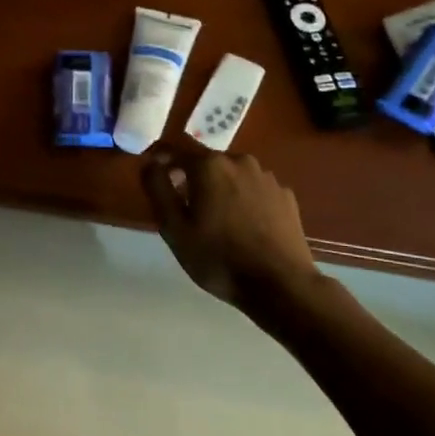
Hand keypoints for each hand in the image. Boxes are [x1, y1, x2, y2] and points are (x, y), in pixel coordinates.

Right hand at [140, 146, 318, 304]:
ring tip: (216, 218)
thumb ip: (158, 190)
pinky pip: (254, 189)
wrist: (281, 285)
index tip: (153, 175)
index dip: (160, 160)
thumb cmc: (218, 258)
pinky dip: (243, 199)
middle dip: (192, 177)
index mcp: (209, 166)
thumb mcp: (174, 229)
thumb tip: (149, 163)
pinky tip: (244, 225)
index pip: (175, 150)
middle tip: (184, 206)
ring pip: (232, 174)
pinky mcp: (285, 195)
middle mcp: (239, 161)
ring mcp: (266, 177)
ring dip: (219, 187)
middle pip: (206, 162)